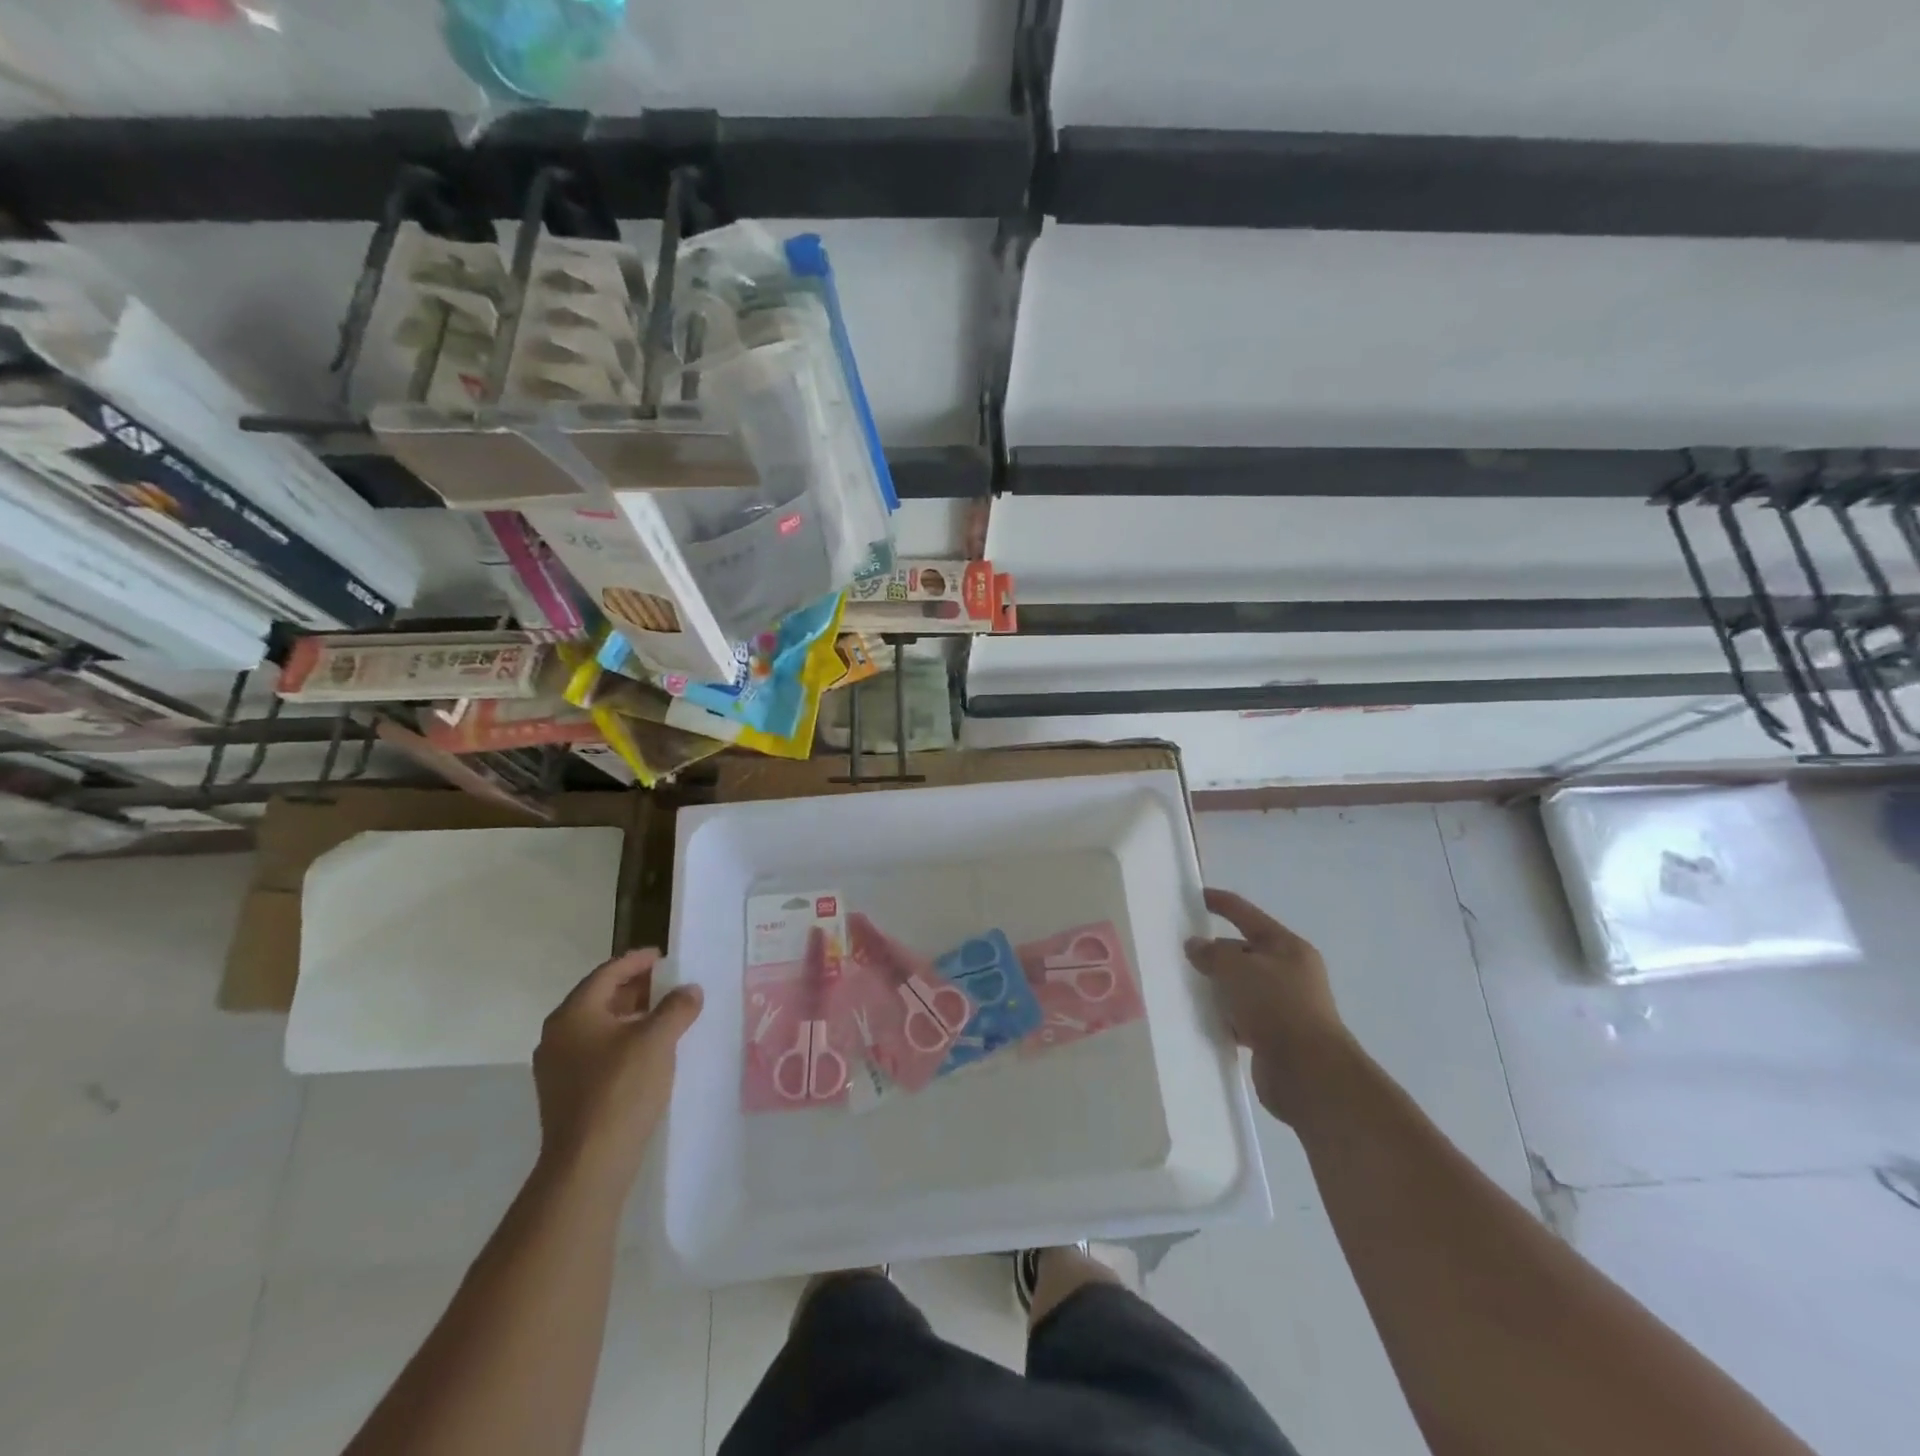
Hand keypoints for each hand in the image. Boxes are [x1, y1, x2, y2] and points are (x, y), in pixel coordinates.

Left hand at [532, 949, 702, 1195]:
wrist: (588, 1164)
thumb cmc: (621, 1089)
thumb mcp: (657, 1040)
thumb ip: (676, 1008)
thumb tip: (690, 990)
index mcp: (573, 1014)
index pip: (607, 973)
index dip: (637, 961)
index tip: (663, 957)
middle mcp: (557, 1035)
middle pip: (600, 998)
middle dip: (635, 989)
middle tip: (668, 985)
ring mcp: (557, 1068)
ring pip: (599, 1028)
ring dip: (631, 1017)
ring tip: (664, 1017)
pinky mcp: (565, 1094)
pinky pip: (596, 1053)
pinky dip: (622, 1042)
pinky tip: (648, 1053)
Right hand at [1186, 888, 1348, 1123]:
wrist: (1309, 1074)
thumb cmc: (1276, 1007)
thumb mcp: (1237, 968)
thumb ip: (1212, 953)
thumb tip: (1195, 946)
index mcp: (1287, 947)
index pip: (1246, 914)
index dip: (1220, 902)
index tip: (1194, 896)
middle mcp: (1289, 972)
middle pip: (1242, 952)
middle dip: (1214, 953)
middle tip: (1180, 957)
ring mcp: (1283, 1005)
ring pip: (1240, 987)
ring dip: (1217, 988)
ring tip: (1185, 988)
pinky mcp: (1274, 1036)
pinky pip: (1240, 1016)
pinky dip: (1224, 1016)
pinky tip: (1203, 1020)